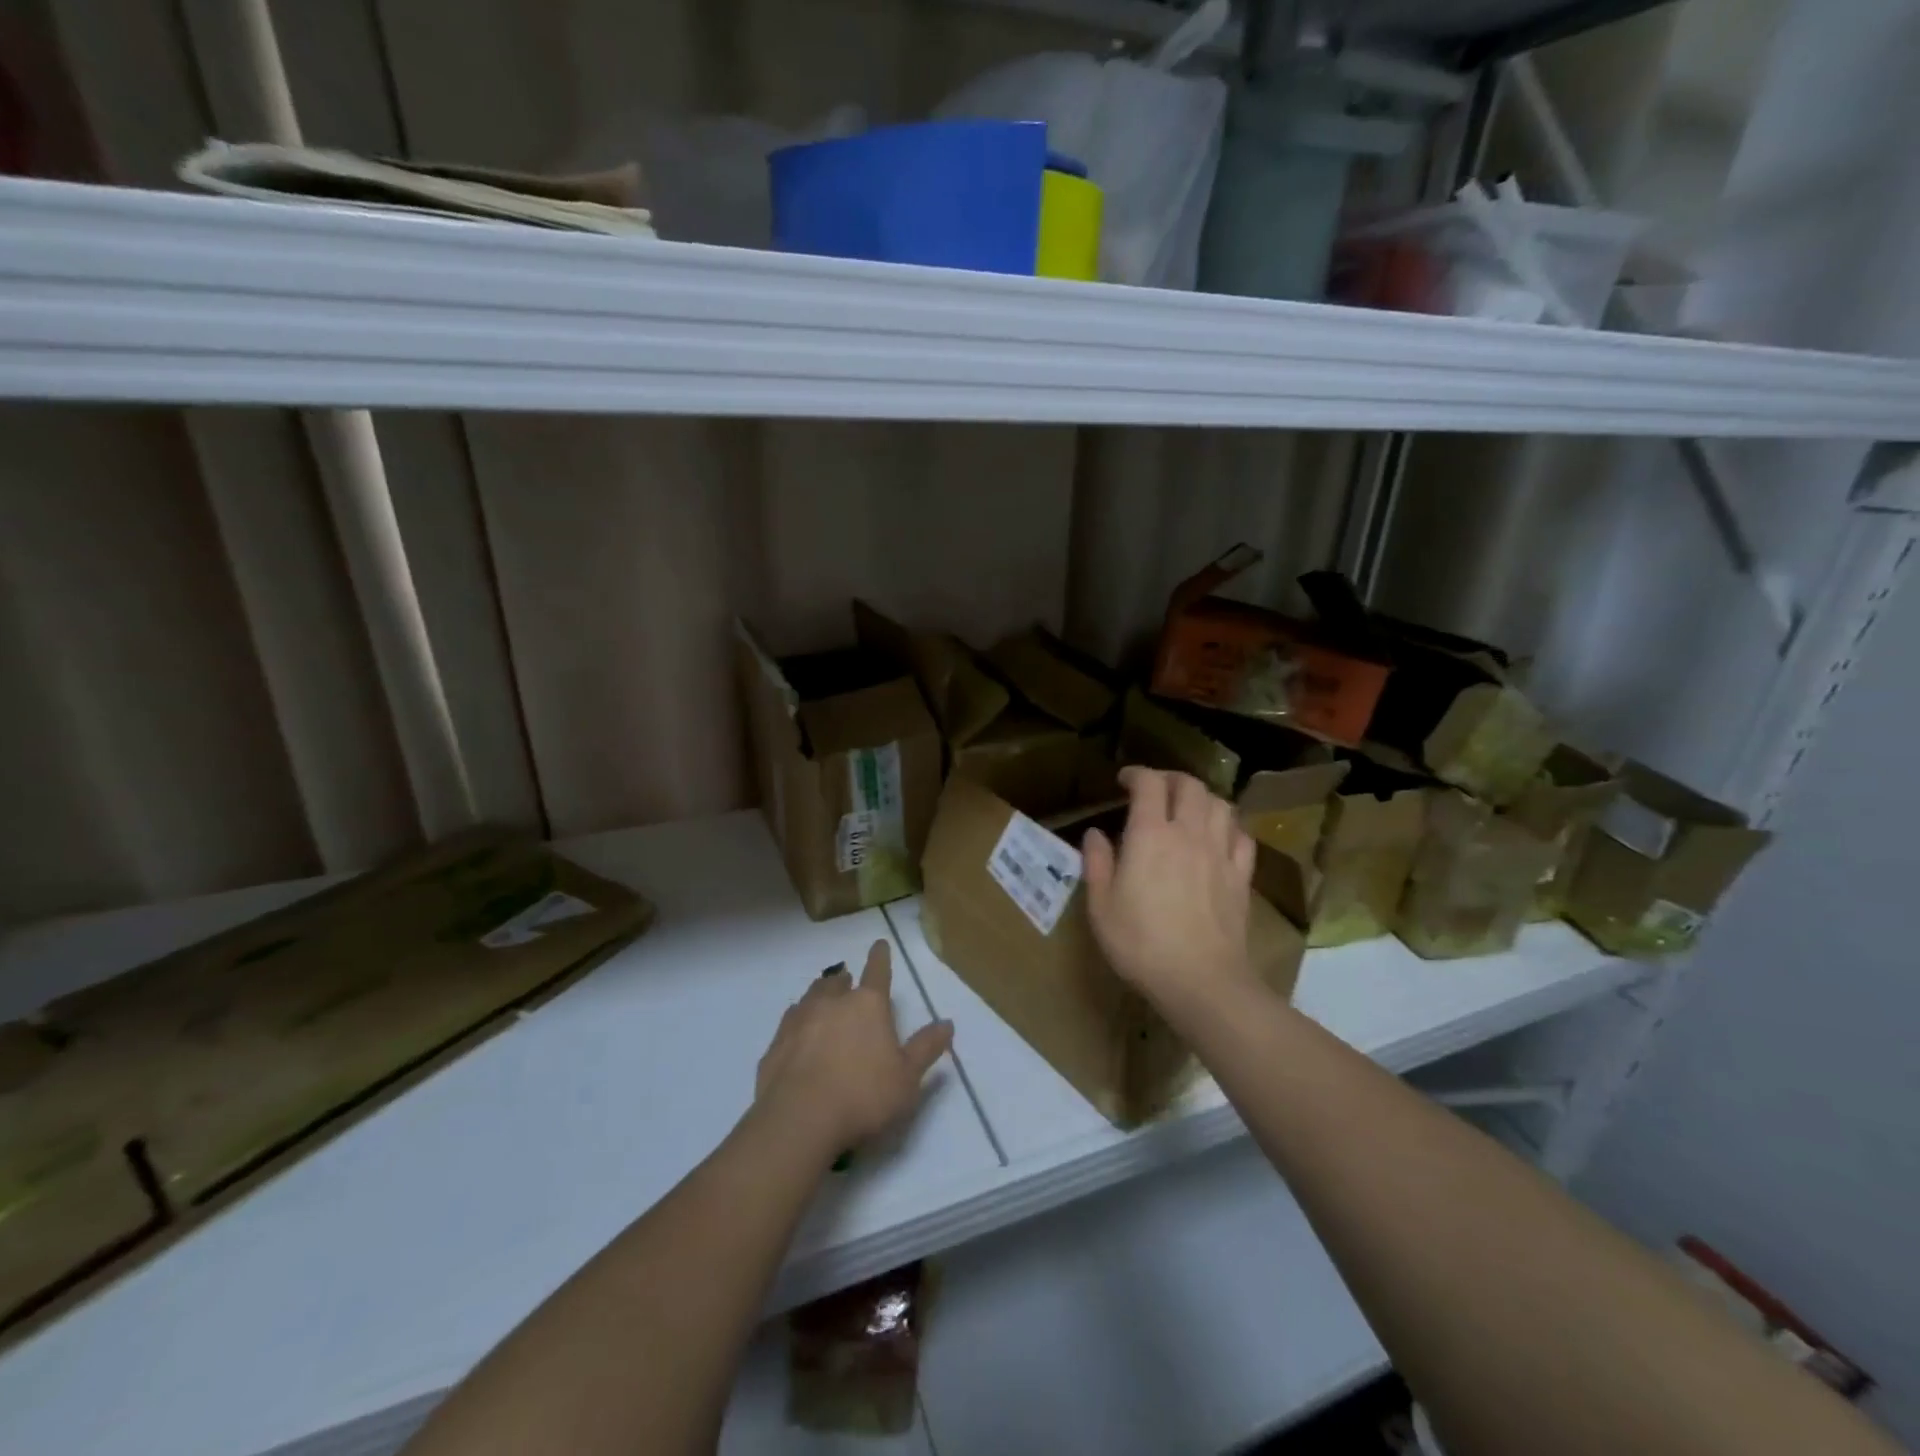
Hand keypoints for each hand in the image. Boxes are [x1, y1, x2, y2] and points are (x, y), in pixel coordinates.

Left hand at [755, 940, 953, 1160]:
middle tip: (847, 981)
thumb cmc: (863, 1096)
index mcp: (868, 1005)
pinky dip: (797, 1023)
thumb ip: (926, 1048)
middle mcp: (832, 1003)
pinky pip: (789, 1023)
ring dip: (819, 996)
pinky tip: (798, 1035)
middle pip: (838, 982)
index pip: (877, 971)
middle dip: (845, 980)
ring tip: (822, 1002)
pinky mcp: (776, 1043)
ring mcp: (799, 1020)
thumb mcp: (907, 1078)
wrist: (799, 1120)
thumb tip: (947, 1023)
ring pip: (811, 996)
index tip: (880, 943)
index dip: (880, 957)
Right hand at [1082, 766, 1258, 1011]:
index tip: (1124, 780)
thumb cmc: (1141, 943)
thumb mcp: (1101, 906)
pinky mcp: (1241, 876)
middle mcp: (1189, 833)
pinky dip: (1228, 826)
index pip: (1149, 783)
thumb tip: (1095, 834)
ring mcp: (1221, 853)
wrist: (1201, 981)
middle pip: (1189, 785)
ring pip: (1220, 804)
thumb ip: (1096, 863)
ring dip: (1202, 798)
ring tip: (1188, 809)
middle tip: (1155, 789)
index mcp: (1150, 834)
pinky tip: (1218, 837)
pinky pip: (1242, 836)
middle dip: (1170, 779)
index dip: (1136, 774)